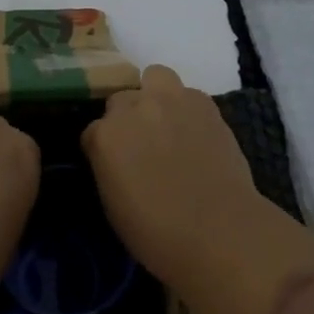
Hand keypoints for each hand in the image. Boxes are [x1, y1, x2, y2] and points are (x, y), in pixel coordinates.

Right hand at [83, 64, 313, 313]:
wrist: (221, 233)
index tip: (115, 166)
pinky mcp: (203, 101)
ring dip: (156, 95)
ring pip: (155, 77)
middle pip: (121, 99)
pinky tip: (196, 132)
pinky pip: (188, 94)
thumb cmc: (159, 235)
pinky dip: (188, 108)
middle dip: (128, 118)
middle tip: (143, 144)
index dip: (104, 150)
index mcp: (106, 137)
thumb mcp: (114, 207)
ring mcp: (170, 99)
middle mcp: (134, 108)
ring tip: (168, 123)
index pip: (93, 131)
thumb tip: (118, 159)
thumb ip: (109, 168)